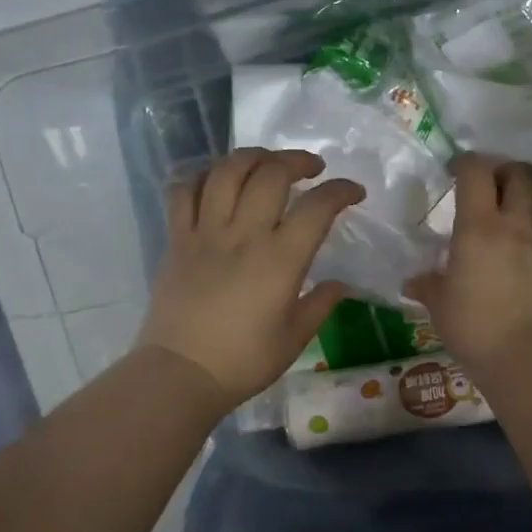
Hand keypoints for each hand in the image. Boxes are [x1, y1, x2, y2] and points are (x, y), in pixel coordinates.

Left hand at [135, 148, 364, 411]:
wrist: (181, 373)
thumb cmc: (244, 361)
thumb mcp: (295, 338)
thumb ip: (321, 304)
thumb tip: (340, 285)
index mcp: (280, 259)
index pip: (318, 206)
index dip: (341, 190)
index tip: (354, 192)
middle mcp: (244, 234)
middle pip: (271, 173)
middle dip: (297, 160)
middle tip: (311, 168)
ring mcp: (206, 232)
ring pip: (226, 171)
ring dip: (252, 157)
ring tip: (266, 163)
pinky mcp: (177, 239)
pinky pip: (184, 192)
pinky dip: (201, 177)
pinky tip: (216, 181)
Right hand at [405, 154, 531, 375]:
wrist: (529, 356)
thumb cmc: (475, 328)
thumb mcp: (440, 307)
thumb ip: (429, 287)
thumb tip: (412, 283)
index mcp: (478, 227)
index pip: (475, 173)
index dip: (466, 164)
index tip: (458, 172)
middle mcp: (516, 224)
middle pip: (522, 174)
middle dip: (509, 171)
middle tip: (497, 184)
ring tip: (529, 203)